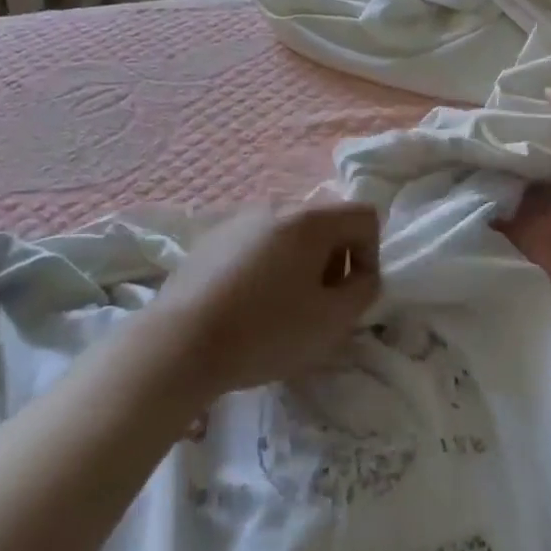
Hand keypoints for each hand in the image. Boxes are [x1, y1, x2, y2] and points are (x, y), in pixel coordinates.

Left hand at [147, 202, 381, 398]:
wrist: (179, 343)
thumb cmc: (265, 331)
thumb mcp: (332, 321)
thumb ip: (363, 291)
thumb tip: (360, 275)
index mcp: (309, 219)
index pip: (364, 216)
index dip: (371, 256)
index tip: (351, 295)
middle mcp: (276, 206)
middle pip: (326, 223)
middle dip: (335, 261)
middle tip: (319, 305)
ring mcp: (239, 219)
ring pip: (290, 234)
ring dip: (300, 264)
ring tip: (282, 308)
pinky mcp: (211, 238)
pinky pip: (257, 244)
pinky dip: (267, 266)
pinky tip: (247, 304)